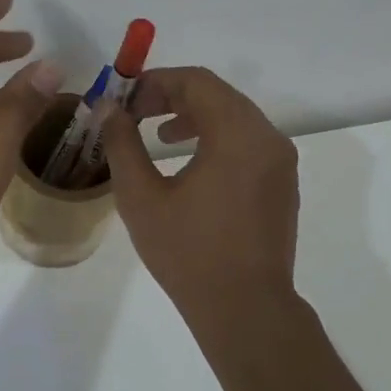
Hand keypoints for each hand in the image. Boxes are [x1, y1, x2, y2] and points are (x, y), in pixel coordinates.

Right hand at [100, 67, 299, 316]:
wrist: (245, 308)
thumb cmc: (188, 252)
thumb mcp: (141, 197)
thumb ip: (122, 144)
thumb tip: (109, 109)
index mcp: (237, 134)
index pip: (196, 82)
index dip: (155, 82)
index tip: (124, 98)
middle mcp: (267, 138)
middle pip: (218, 94)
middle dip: (172, 96)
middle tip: (135, 113)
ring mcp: (280, 161)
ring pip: (235, 116)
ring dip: (195, 116)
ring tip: (160, 134)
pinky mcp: (281, 183)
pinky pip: (248, 141)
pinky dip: (217, 137)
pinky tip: (191, 161)